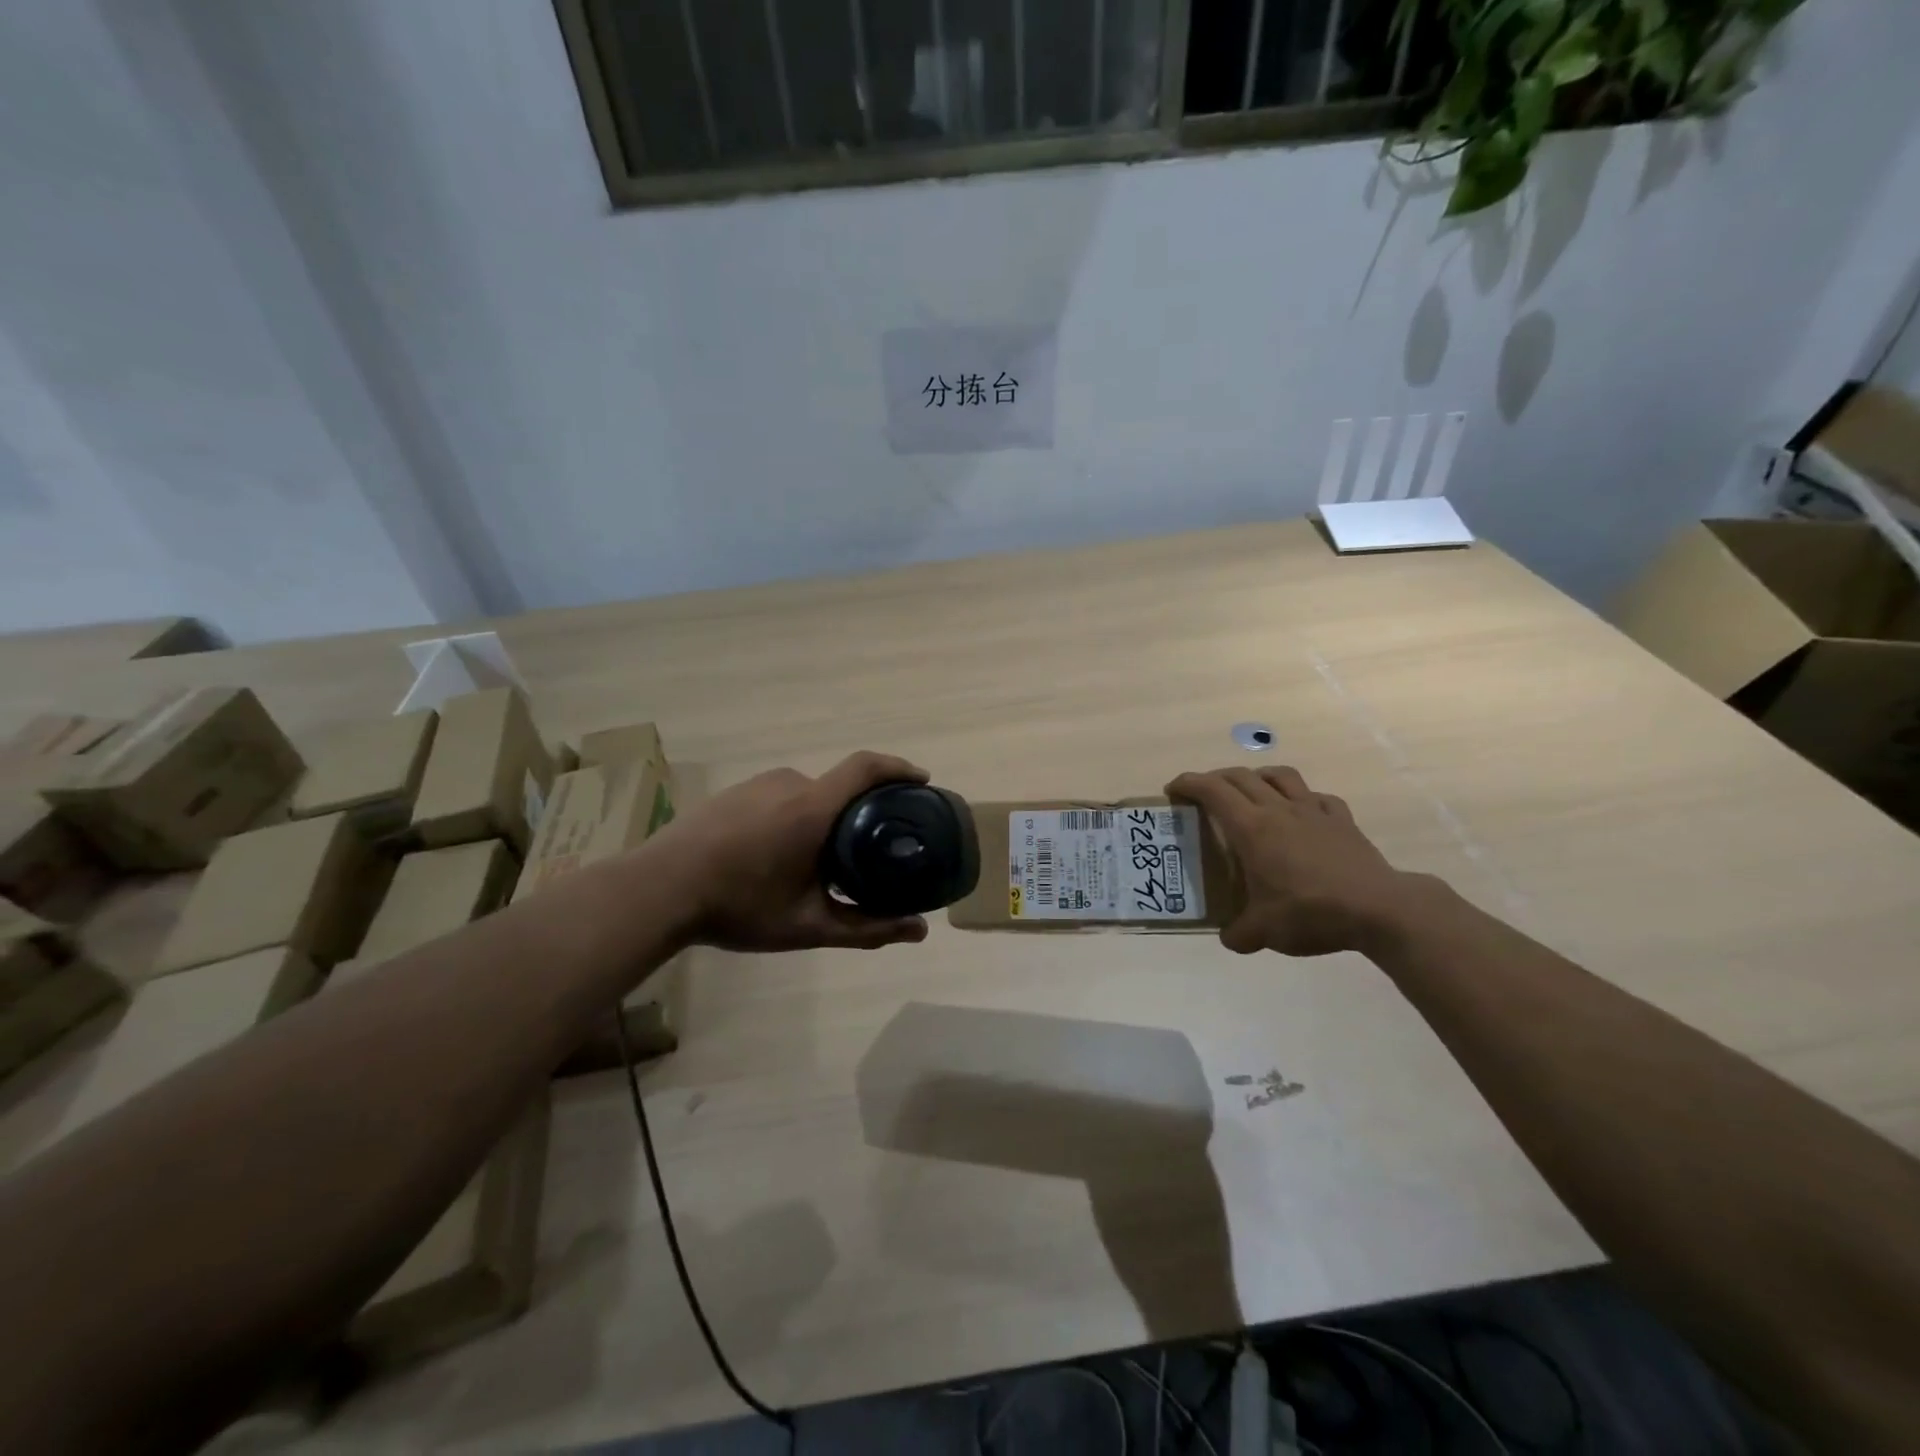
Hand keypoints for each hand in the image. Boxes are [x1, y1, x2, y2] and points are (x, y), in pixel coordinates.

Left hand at [662, 751, 933, 952]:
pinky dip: (794, 817)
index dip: (898, 768)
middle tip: (870, 846)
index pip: (867, 767)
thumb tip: (919, 930)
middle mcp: (789, 783)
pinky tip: (779, 855)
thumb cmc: (739, 905)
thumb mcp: (808, 925)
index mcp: (813, 807)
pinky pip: (779, 797)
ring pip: (807, 794)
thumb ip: (867, 928)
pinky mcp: (734, 794)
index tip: (922, 781)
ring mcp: (757, 785)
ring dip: (823, 817)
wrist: (658, 890)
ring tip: (822, 859)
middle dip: (860, 811)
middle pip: (839, 786)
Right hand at [1167, 766, 1420, 956]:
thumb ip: (1238, 933)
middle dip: (1215, 779)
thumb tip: (1229, 937)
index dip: (1188, 783)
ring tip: (1251, 791)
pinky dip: (1302, 798)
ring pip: (1280, 776)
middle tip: (1203, 794)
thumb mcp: (1263, 932)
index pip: (1211, 790)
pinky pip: (1317, 797)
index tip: (1172, 790)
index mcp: (1251, 828)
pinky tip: (1302, 814)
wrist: (1378, 909)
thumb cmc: (1310, 912)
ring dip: (1258, 777)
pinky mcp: (1342, 820)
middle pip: (1240, 777)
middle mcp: (1278, 809)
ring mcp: (1313, 811)